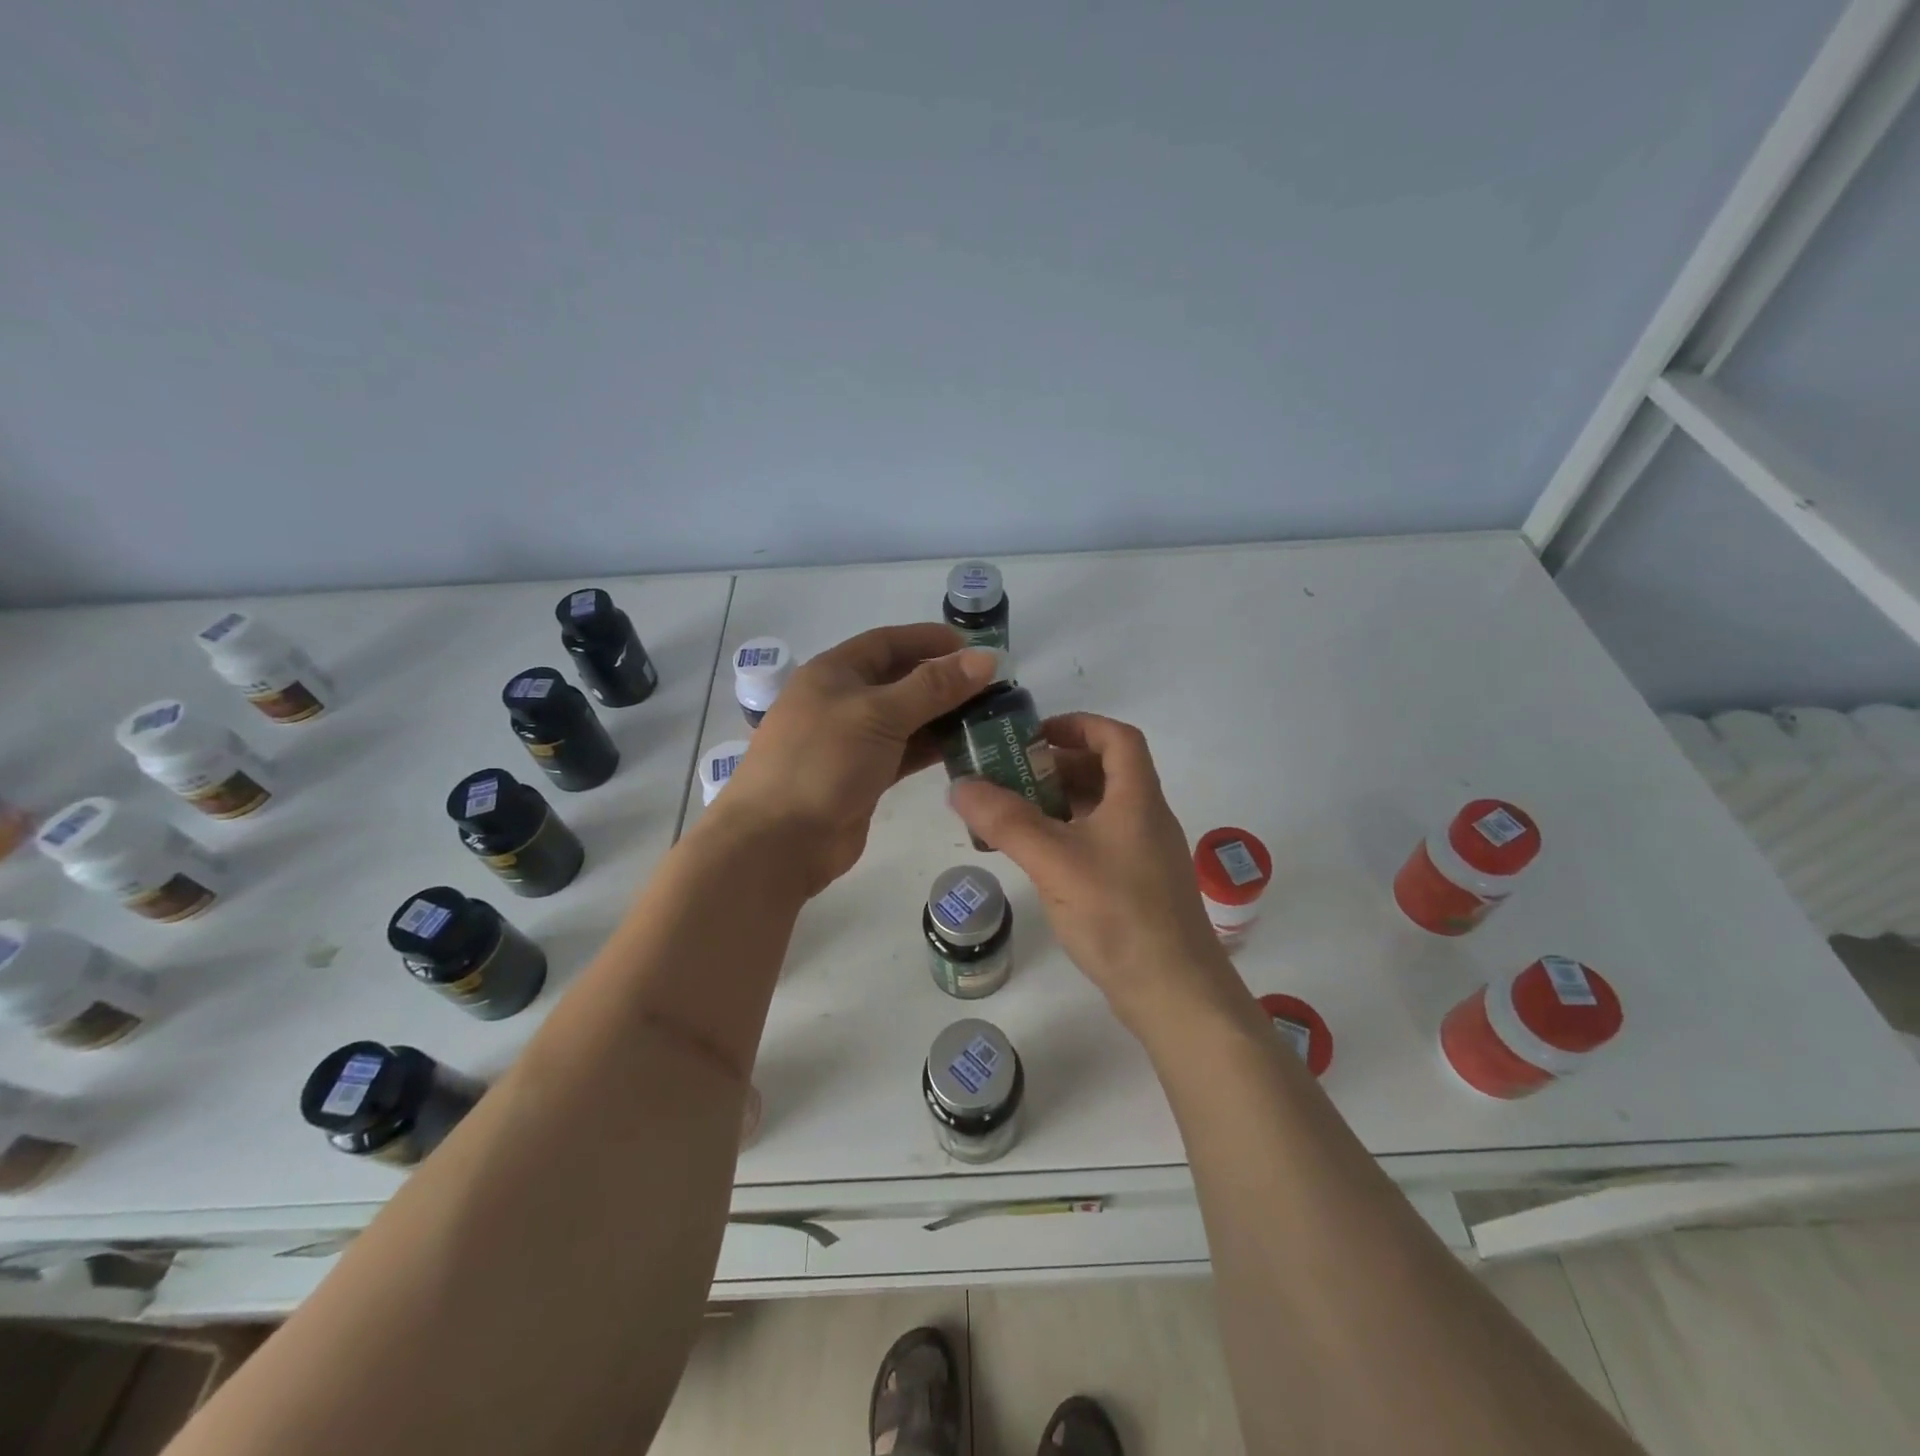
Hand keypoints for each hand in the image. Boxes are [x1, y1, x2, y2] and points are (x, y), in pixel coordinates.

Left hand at [711, 624, 999, 894]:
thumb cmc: (823, 762)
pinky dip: (931, 748)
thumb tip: (986, 658)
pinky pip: (904, 752)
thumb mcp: (879, 714)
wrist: (779, 840)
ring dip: (942, 717)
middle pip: (900, 680)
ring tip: (988, 718)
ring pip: (905, 719)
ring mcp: (851, 742)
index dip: (930, 640)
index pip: (888, 642)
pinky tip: (965, 748)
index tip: (975, 649)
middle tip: (992, 689)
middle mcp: (842, 701)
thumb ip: (933, 687)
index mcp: (834, 672)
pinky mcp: (862, 777)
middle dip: (943, 681)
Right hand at [949, 713, 1255, 1035]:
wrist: (1174, 993)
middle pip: (1105, 772)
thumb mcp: (1055, 861)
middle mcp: (1146, 819)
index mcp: (1137, 799)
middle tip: (1010, 777)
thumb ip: (1006, 821)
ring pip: (1099, 811)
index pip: (1117, 738)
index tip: (1036, 735)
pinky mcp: (1137, 887)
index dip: (1079, 725)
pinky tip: (1037, 858)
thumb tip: (960, 785)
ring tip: (1012, 815)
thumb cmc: (1119, 914)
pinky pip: (1098, 843)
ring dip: (1058, 804)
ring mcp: (1144, 855)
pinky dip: (1067, 837)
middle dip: (1056, 767)